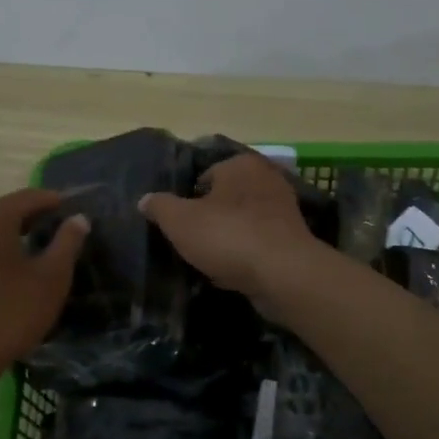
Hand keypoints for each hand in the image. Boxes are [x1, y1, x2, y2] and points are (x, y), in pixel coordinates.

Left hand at [0, 188, 88, 375]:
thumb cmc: (9, 314)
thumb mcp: (50, 279)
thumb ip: (67, 243)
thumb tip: (78, 219)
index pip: (28, 197)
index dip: (53, 200)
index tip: (73, 209)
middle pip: (3, 209)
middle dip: (30, 214)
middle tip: (56, 227)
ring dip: (9, 231)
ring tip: (34, 247)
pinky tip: (6, 269)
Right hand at [139, 153, 322, 313]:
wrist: (282, 274)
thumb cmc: (228, 236)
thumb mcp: (180, 221)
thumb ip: (160, 206)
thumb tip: (145, 200)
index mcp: (241, 164)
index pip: (204, 176)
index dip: (188, 201)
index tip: (179, 225)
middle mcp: (267, 178)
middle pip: (225, 199)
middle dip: (210, 219)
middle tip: (192, 243)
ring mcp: (284, 209)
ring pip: (242, 223)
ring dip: (228, 240)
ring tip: (209, 262)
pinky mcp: (293, 238)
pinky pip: (258, 244)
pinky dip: (245, 256)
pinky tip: (232, 274)